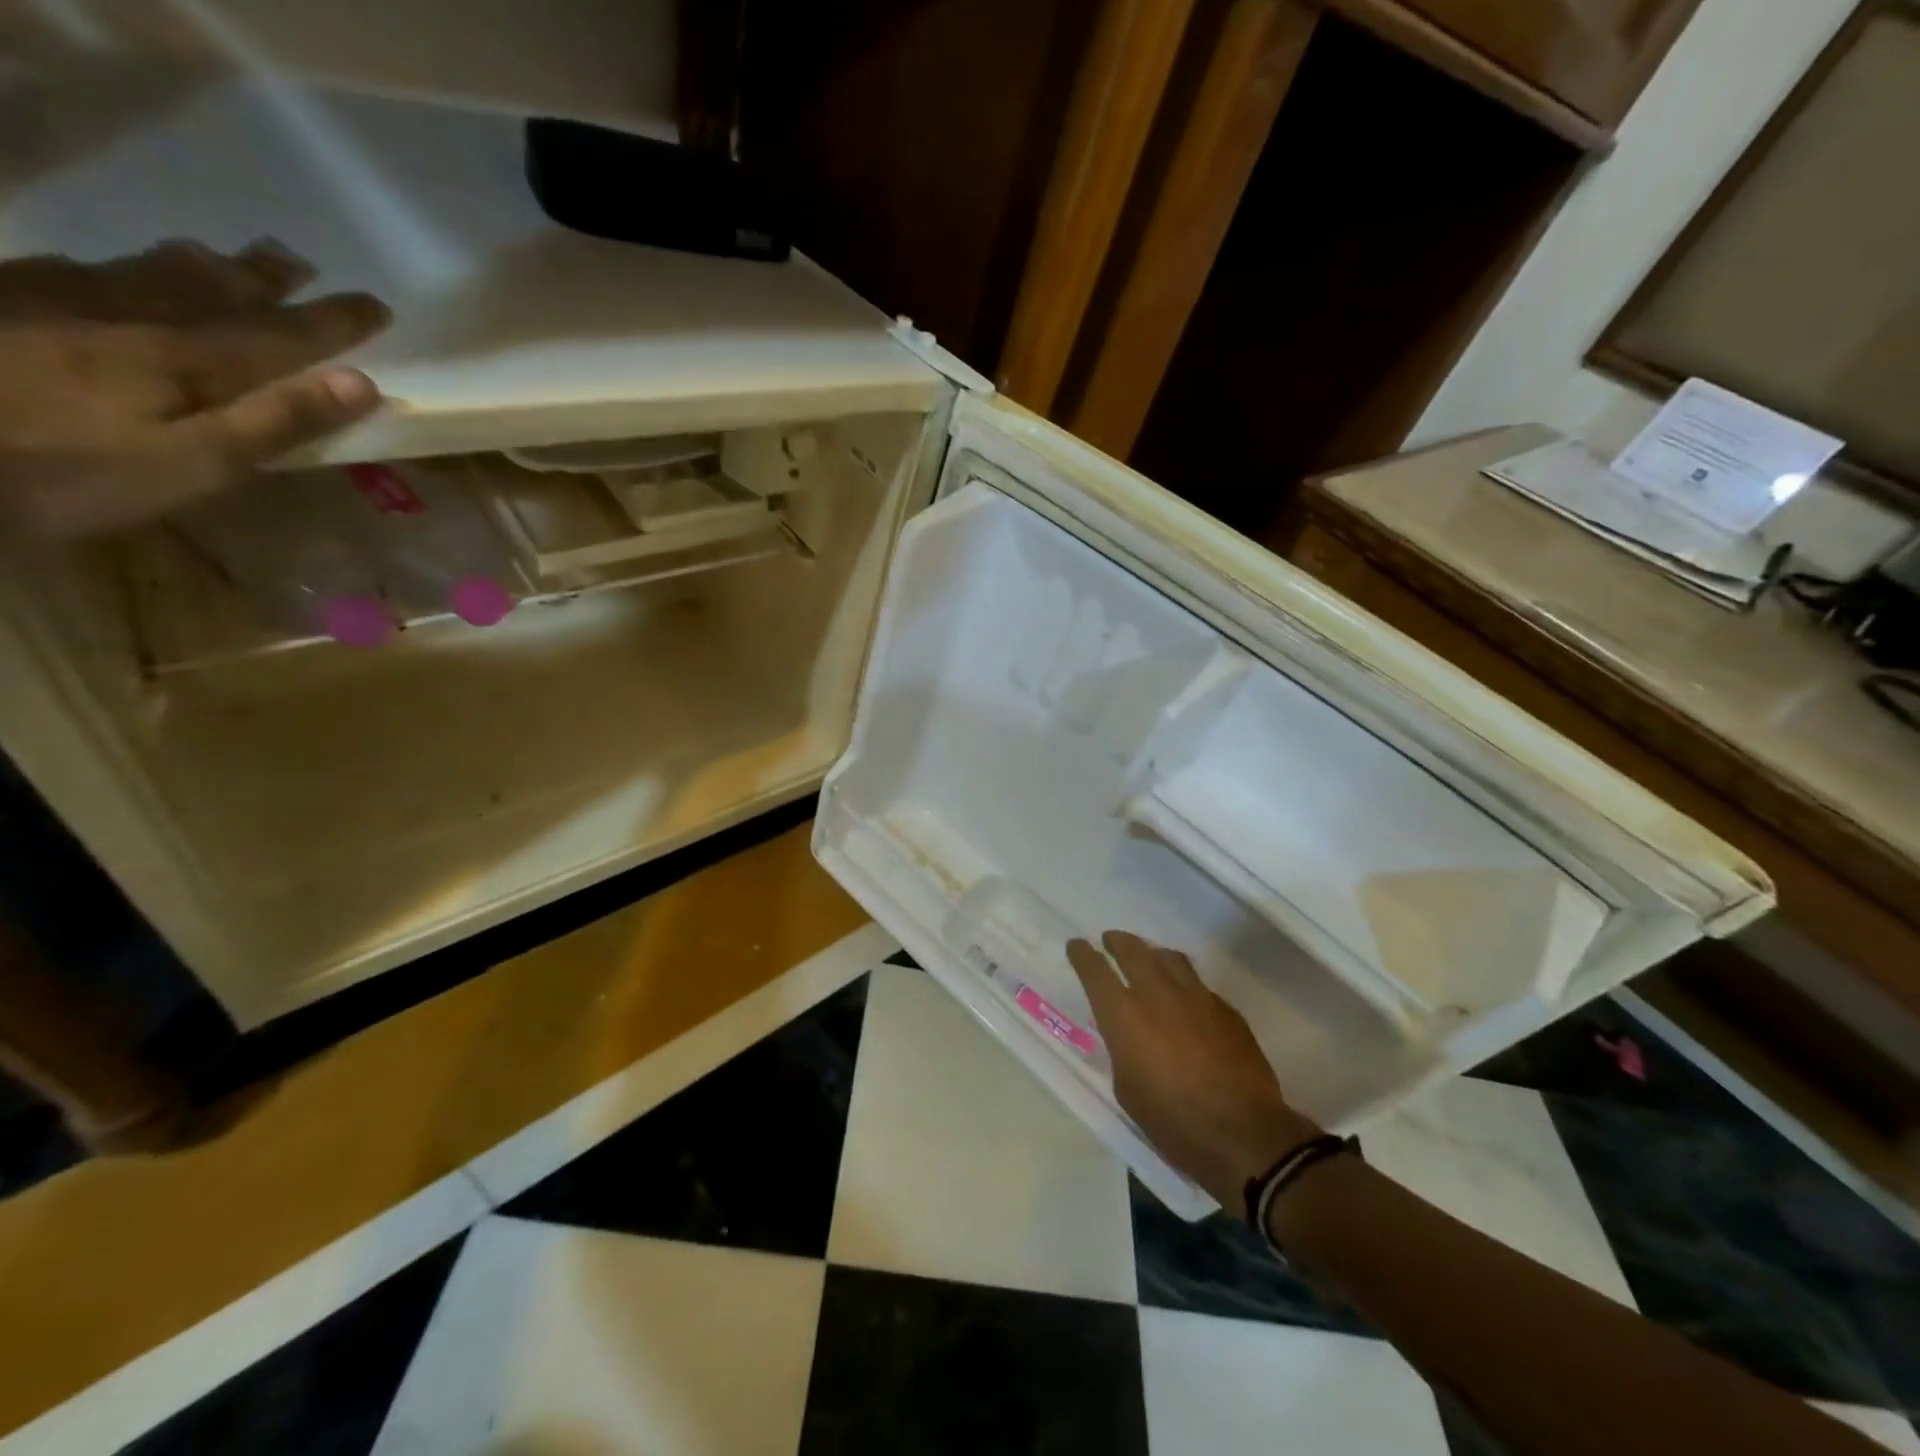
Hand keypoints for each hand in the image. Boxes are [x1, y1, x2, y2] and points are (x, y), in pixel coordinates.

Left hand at [0, 240, 390, 539]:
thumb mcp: (196, 464)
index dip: (335, 321)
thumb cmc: (69, 471)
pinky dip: (120, 268)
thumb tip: (361, 383)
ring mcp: (60, 299)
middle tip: (299, 261)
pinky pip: (78, 270)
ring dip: (202, 264)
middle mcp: (134, 314)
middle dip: (265, 277)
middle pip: (214, 288)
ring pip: (149, 271)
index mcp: (189, 358)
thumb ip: (278, 421)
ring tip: (228, 258)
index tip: (377, 305)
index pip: (284, 334)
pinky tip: (115, 271)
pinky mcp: (5, 301)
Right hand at [1068, 931, 1319, 1206]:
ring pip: (1170, 958)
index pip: (1095, 970)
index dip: (1082, 954)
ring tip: (1149, 959)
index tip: (1077, 946)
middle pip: (1133, 950)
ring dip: (1153, 954)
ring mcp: (1196, 997)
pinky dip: (1184, 983)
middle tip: (1111, 941)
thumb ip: (1122, 1048)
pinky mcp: (1226, 1010)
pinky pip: (1198, 984)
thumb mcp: (1127, 1088)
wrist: (1241, 1134)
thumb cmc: (1172, 1121)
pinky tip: (1186, 998)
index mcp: (1124, 1015)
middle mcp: (1157, 994)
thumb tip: (1128, 1033)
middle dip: (1118, 942)